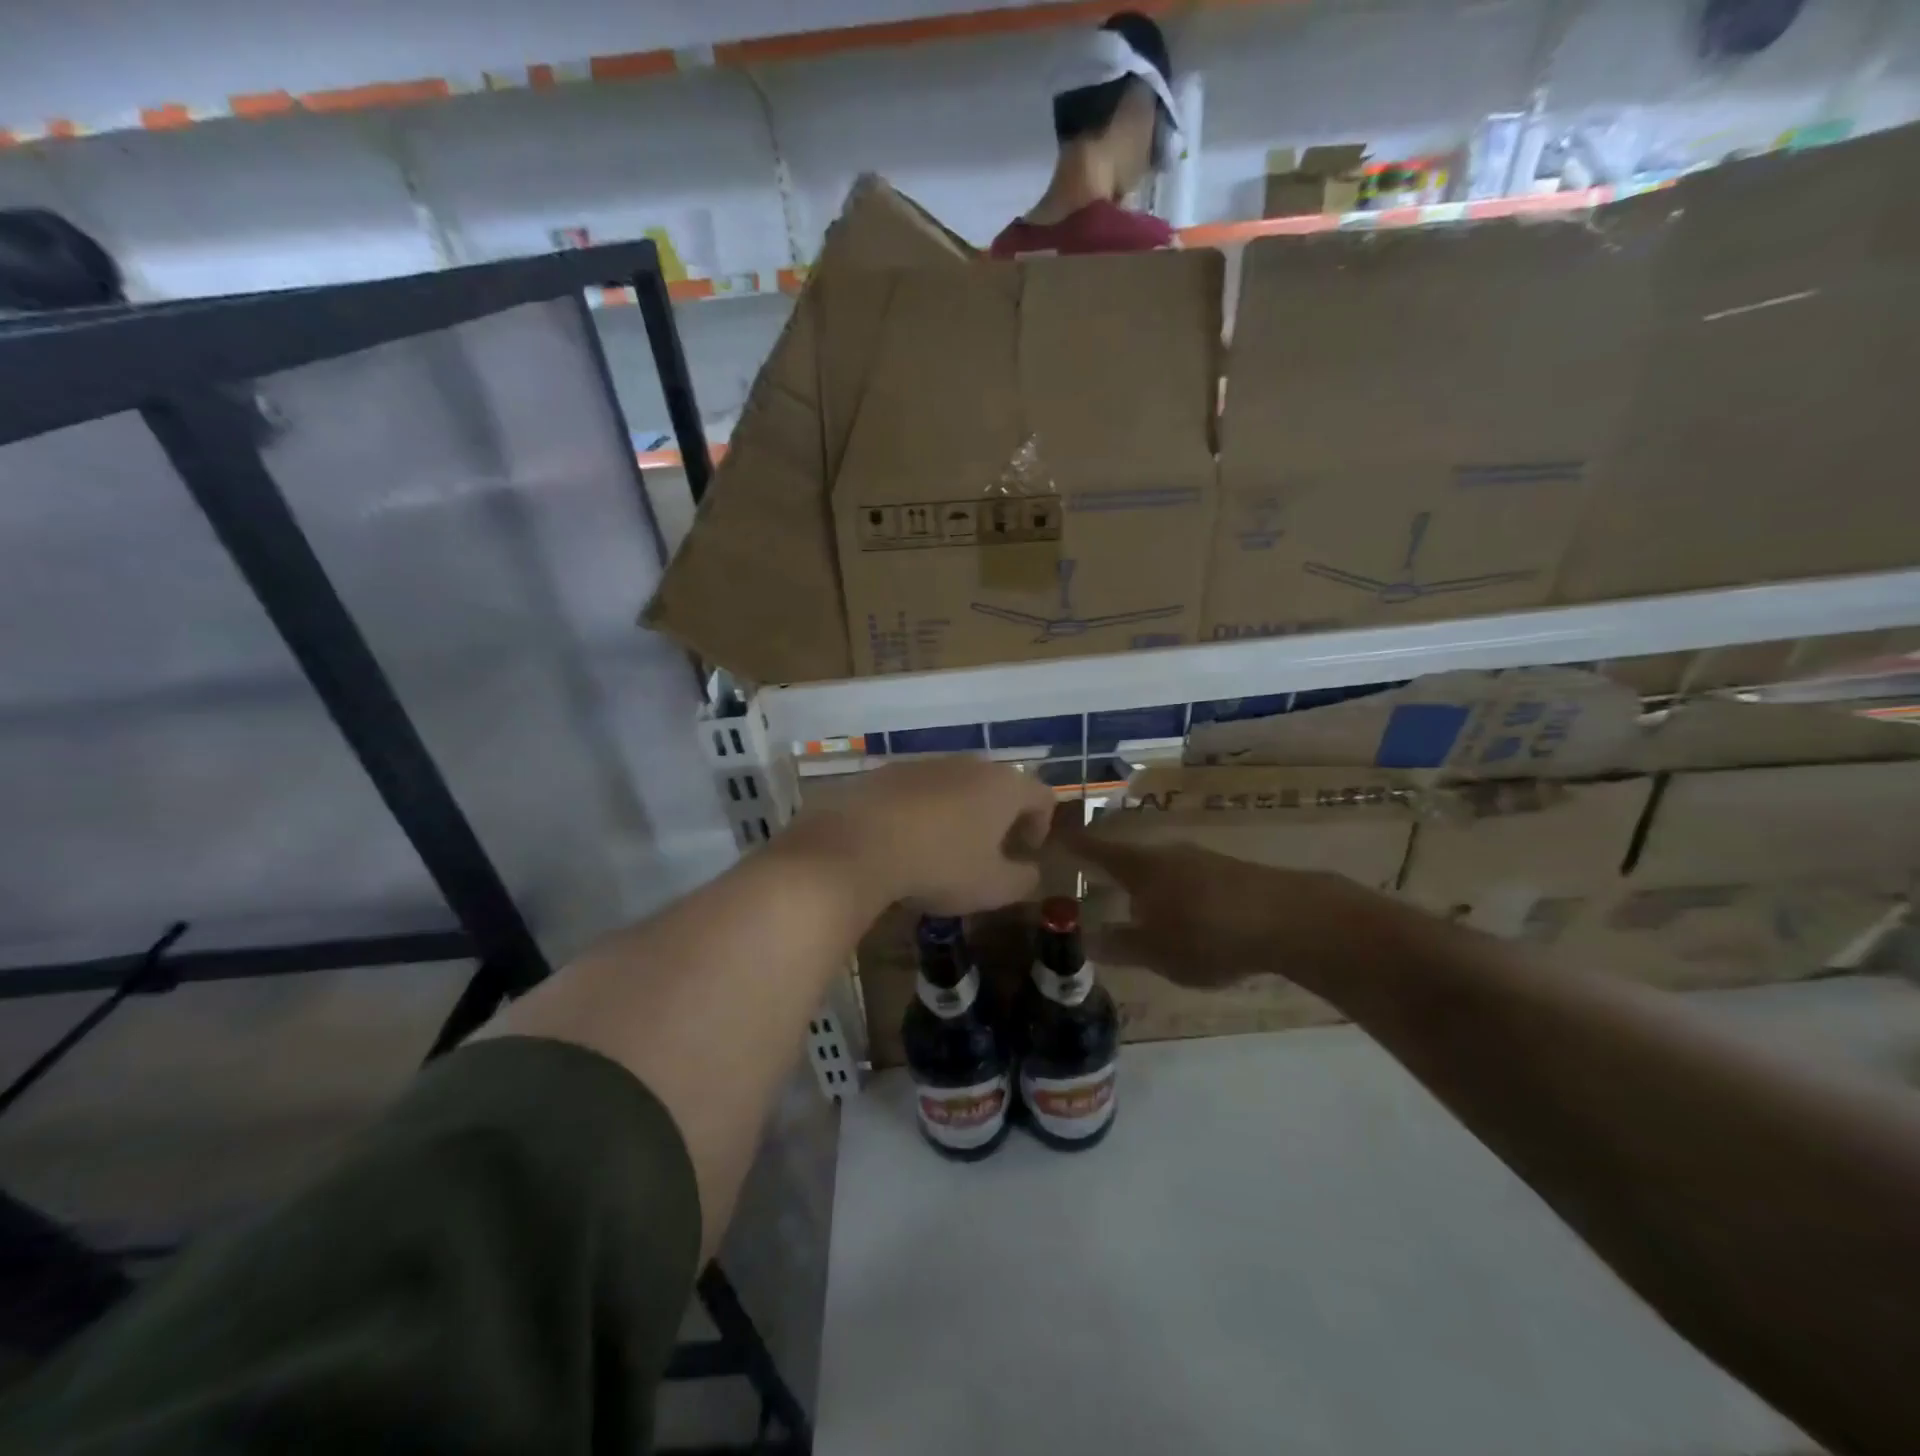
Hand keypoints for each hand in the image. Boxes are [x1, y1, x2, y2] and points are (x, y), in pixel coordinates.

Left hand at [790, 758, 1056, 914]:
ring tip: (943, 848)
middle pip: (997, 785)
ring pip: (955, 785)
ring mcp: (924, 763)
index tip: (1025, 852)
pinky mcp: (886, 772)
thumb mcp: (992, 888)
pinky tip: (905, 841)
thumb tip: (1030, 873)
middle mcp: (968, 764)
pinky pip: (917, 790)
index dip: (1041, 824)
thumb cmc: (939, 865)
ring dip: (958, 812)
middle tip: (988, 851)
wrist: (856, 844)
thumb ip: (1023, 880)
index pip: (1041, 795)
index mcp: (1003, 786)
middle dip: (998, 816)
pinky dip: (921, 810)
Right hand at [1061, 827, 1405, 991]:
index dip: (1072, 846)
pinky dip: (1174, 893)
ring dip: (1145, 886)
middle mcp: (1166, 853)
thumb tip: (1086, 939)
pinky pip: (1187, 878)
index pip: (1095, 850)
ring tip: (1138, 910)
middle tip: (1092, 886)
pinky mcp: (1229, 871)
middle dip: (1109, 873)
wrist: (1291, 918)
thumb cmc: (1209, 934)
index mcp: (1140, 867)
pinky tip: (1185, 917)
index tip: (1049, 840)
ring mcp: (1200, 858)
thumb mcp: (1157, 952)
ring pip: (1160, 869)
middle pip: (1128, 858)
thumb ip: (1119, 946)